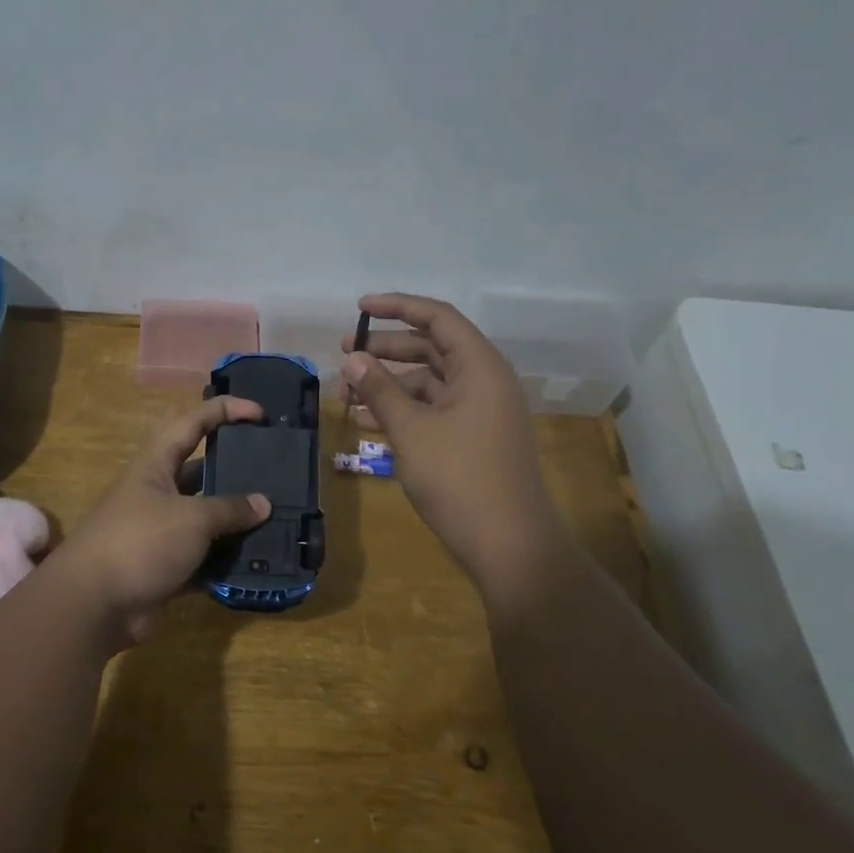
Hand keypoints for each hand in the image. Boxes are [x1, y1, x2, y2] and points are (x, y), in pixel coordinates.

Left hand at [53, 396, 272, 647]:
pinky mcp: (167, 568)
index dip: (225, 411)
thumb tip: (263, 504)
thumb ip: (229, 508)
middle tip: (277, 473)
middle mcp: (158, 493)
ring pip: (208, 519)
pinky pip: (205, 558)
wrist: (93, 605)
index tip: (261, 415)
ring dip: (237, 521)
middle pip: (204, 472)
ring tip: (279, 519)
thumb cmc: (140, 542)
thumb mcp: (191, 517)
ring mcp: (162, 532)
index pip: (193, 423)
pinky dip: (227, 560)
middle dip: (238, 471)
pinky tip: (260, 562)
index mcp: (156, 464)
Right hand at [343, 293, 565, 590]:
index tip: (359, 308)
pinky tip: (369, 423)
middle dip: (387, 349)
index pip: (437, 317)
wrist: (509, 545)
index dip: (397, 306)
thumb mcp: (412, 431)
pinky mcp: (474, 438)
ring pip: (430, 382)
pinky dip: (404, 410)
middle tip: (345, 354)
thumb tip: (353, 359)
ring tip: (348, 394)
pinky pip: (434, 410)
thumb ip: (380, 390)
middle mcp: (485, 381)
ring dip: (390, 384)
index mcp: (480, 367)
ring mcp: (481, 412)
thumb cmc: (460, 479)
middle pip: (431, 348)